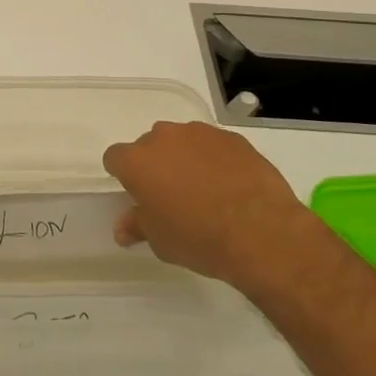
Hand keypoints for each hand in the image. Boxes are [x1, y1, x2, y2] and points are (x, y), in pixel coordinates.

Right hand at [103, 121, 307, 288]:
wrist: (260, 231)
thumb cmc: (199, 239)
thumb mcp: (161, 242)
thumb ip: (138, 226)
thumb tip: (122, 228)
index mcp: (137, 161)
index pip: (115, 158)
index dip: (123, 175)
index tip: (137, 195)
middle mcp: (163, 138)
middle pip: (149, 146)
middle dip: (155, 165)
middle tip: (171, 196)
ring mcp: (199, 133)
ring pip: (182, 141)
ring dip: (185, 158)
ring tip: (204, 190)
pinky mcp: (230, 137)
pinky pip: (212, 145)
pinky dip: (214, 159)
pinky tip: (230, 185)